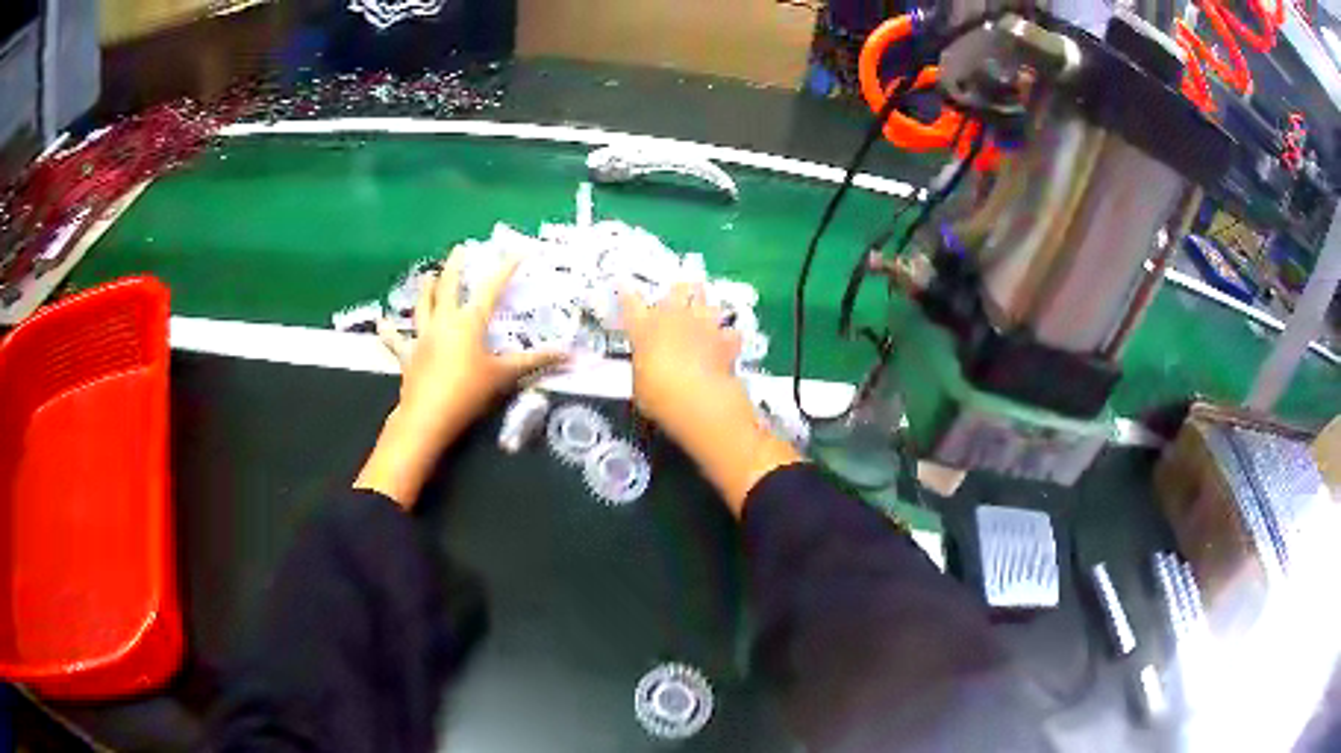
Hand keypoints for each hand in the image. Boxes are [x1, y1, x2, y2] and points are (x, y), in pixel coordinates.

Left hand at [355, 253, 564, 507]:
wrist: (428, 417)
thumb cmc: (468, 392)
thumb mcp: (505, 376)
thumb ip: (536, 362)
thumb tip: (571, 354)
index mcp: (469, 321)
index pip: (491, 288)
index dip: (505, 269)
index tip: (516, 251)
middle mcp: (444, 321)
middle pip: (448, 287)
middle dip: (455, 267)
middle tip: (459, 249)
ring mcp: (423, 337)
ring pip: (422, 306)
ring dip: (426, 289)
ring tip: (427, 275)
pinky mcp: (408, 356)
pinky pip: (397, 341)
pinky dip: (389, 331)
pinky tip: (381, 323)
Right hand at [621, 284, 800, 514]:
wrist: (696, 397)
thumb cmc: (656, 394)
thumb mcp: (639, 383)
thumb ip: (643, 367)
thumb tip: (647, 366)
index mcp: (644, 327)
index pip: (630, 302)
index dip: (626, 292)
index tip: (624, 282)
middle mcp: (673, 317)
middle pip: (677, 289)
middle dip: (679, 288)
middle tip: (680, 291)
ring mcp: (702, 325)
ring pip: (707, 300)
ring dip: (706, 303)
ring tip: (706, 307)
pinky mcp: (725, 339)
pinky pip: (730, 332)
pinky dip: (729, 336)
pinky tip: (729, 340)